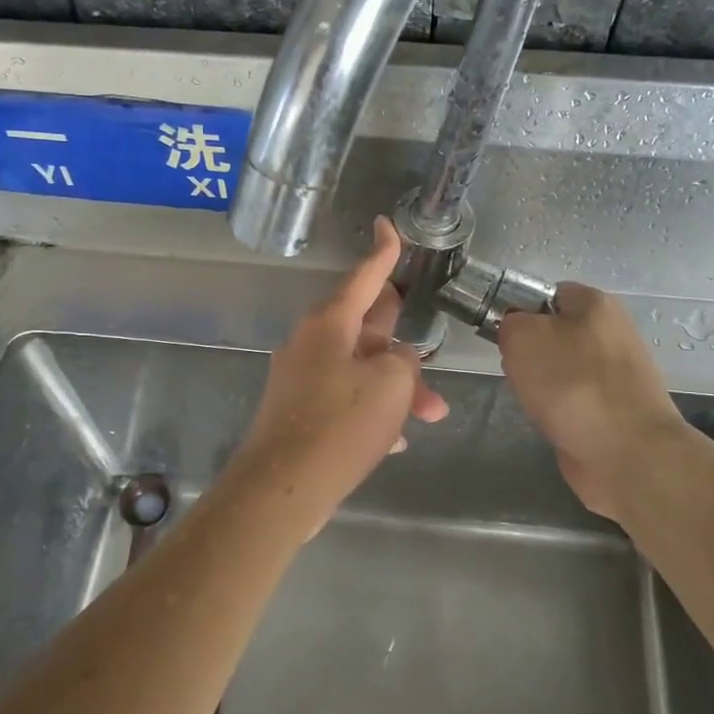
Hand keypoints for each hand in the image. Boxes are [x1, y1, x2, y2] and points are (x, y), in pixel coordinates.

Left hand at [236, 217, 447, 532]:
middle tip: (428, 347)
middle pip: (365, 326)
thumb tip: (398, 360)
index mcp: (330, 324)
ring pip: (360, 369)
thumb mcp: (391, 386)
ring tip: (431, 414)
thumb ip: (405, 362)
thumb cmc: (340, 425)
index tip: (387, 224)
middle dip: (402, 342)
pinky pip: (345, 399)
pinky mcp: (300, 413)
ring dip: (396, 388)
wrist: (282, 489)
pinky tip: (395, 440)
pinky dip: (372, 411)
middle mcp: (311, 343)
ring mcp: (302, 379)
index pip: (364, 276)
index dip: (383, 251)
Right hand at [498, 284, 686, 521]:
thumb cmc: (572, 384)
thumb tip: (515, 330)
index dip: (520, 310)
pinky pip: (573, 399)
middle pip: (553, 333)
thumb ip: (510, 323)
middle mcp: (612, 333)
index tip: (502, 334)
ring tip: (533, 400)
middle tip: (516, 369)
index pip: (548, 293)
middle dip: (529, 352)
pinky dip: (558, 410)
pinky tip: (551, 421)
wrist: (627, 453)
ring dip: (541, 384)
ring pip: (561, 369)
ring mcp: (617, 374)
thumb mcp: (523, 337)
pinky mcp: (615, 409)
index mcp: (596, 304)